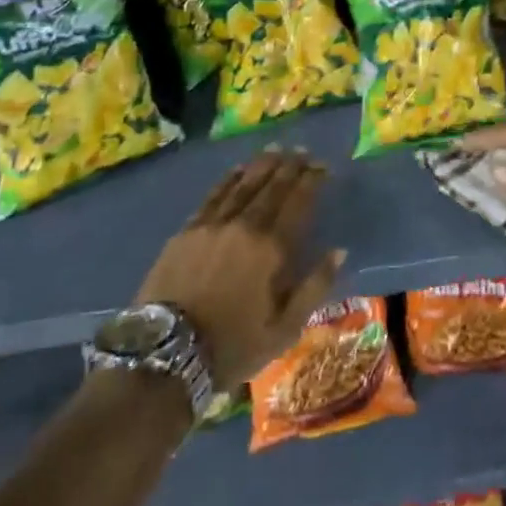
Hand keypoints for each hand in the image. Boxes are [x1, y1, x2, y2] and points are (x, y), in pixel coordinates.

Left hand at [136, 149, 345, 387]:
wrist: (166, 354)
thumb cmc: (232, 346)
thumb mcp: (284, 329)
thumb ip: (314, 287)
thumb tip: (339, 251)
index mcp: (271, 248)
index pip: (297, 202)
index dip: (312, 181)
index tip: (323, 166)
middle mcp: (244, 226)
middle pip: (271, 187)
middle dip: (290, 167)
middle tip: (303, 152)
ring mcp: (213, 224)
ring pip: (243, 184)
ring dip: (262, 165)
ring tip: (276, 151)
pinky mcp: (188, 230)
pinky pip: (214, 194)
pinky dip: (229, 178)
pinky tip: (238, 169)